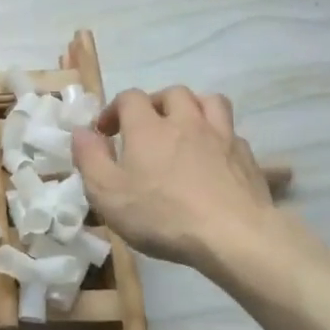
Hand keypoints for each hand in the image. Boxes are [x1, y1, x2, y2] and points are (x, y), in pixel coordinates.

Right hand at [72, 87, 289, 274]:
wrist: (234, 237)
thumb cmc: (162, 215)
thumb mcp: (107, 193)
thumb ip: (89, 158)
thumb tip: (81, 131)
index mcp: (148, 128)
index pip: (129, 97)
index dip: (114, 109)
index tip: (105, 133)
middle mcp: (186, 122)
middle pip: (172, 93)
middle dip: (155, 103)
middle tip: (145, 127)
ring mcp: (222, 137)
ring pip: (210, 102)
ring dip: (193, 108)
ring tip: (184, 128)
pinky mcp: (248, 158)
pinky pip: (232, 134)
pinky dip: (218, 138)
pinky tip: (213, 159)